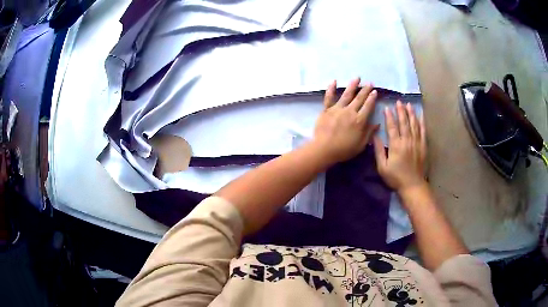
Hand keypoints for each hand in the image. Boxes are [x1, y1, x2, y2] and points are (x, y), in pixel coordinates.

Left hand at [313, 78, 378, 163]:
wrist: (324, 149)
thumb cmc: (344, 150)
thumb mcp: (361, 145)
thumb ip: (369, 133)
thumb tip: (377, 124)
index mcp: (359, 121)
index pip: (368, 106)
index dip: (372, 98)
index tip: (375, 91)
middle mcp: (350, 112)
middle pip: (359, 98)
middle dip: (365, 90)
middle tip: (370, 83)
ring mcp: (337, 109)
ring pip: (346, 95)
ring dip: (352, 85)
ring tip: (357, 78)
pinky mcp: (326, 109)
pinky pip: (329, 97)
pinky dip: (331, 88)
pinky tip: (334, 81)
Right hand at [373, 101, 426, 191]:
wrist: (413, 185)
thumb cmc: (395, 177)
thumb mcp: (382, 167)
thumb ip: (379, 151)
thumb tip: (375, 136)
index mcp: (396, 145)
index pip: (392, 127)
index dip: (389, 116)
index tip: (387, 107)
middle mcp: (407, 141)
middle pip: (404, 122)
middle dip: (401, 111)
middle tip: (398, 101)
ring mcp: (417, 143)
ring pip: (414, 124)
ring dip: (411, 113)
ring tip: (408, 105)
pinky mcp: (423, 146)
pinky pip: (423, 131)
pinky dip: (421, 122)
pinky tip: (420, 115)